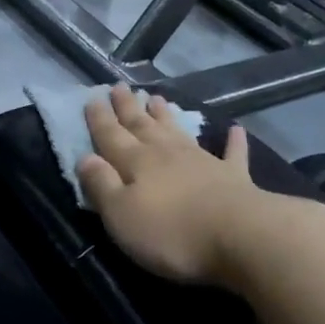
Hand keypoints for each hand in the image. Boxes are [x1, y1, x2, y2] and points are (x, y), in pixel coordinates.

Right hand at [76, 84, 267, 286]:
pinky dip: (233, 141)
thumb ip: (102, 185)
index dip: (100, 119)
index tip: (92, 97)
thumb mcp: (121, 215)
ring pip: (178, 132)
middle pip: (142, 126)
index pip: (111, 136)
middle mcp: (167, 154)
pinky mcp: (234, 178)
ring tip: (156, 98)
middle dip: (128, 107)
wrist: (240, 237)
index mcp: (137, 163)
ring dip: (166, 116)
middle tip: (119, 86)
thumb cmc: (171, 233)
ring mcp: (203, 162)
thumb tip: (85, 158)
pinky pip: (232, 154)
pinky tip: (235, 129)